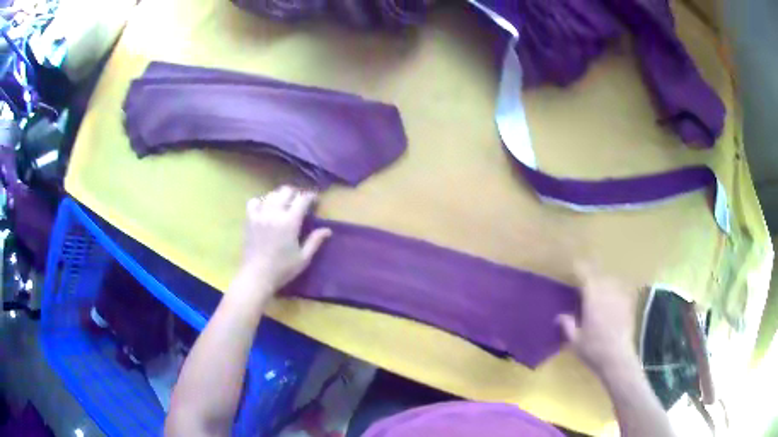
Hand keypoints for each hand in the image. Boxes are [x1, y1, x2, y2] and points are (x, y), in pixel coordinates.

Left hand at [241, 185, 331, 291]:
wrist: (257, 276)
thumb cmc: (282, 269)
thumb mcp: (303, 258)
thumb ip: (315, 241)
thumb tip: (328, 230)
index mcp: (290, 221)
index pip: (302, 199)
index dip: (310, 196)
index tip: (314, 200)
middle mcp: (275, 213)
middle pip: (286, 191)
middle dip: (295, 194)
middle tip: (299, 202)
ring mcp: (260, 215)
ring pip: (271, 194)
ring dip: (279, 196)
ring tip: (283, 204)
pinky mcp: (249, 219)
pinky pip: (254, 202)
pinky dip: (261, 202)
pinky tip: (264, 209)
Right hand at [557, 263, 639, 374]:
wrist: (617, 358)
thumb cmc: (593, 349)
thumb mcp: (575, 340)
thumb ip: (568, 325)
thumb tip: (560, 316)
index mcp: (593, 299)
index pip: (586, 276)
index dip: (581, 269)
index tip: (575, 266)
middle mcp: (607, 294)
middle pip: (600, 277)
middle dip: (592, 278)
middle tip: (586, 285)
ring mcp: (620, 298)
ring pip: (611, 282)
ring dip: (604, 284)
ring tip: (599, 291)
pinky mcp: (628, 306)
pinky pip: (621, 292)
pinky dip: (615, 293)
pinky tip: (612, 302)